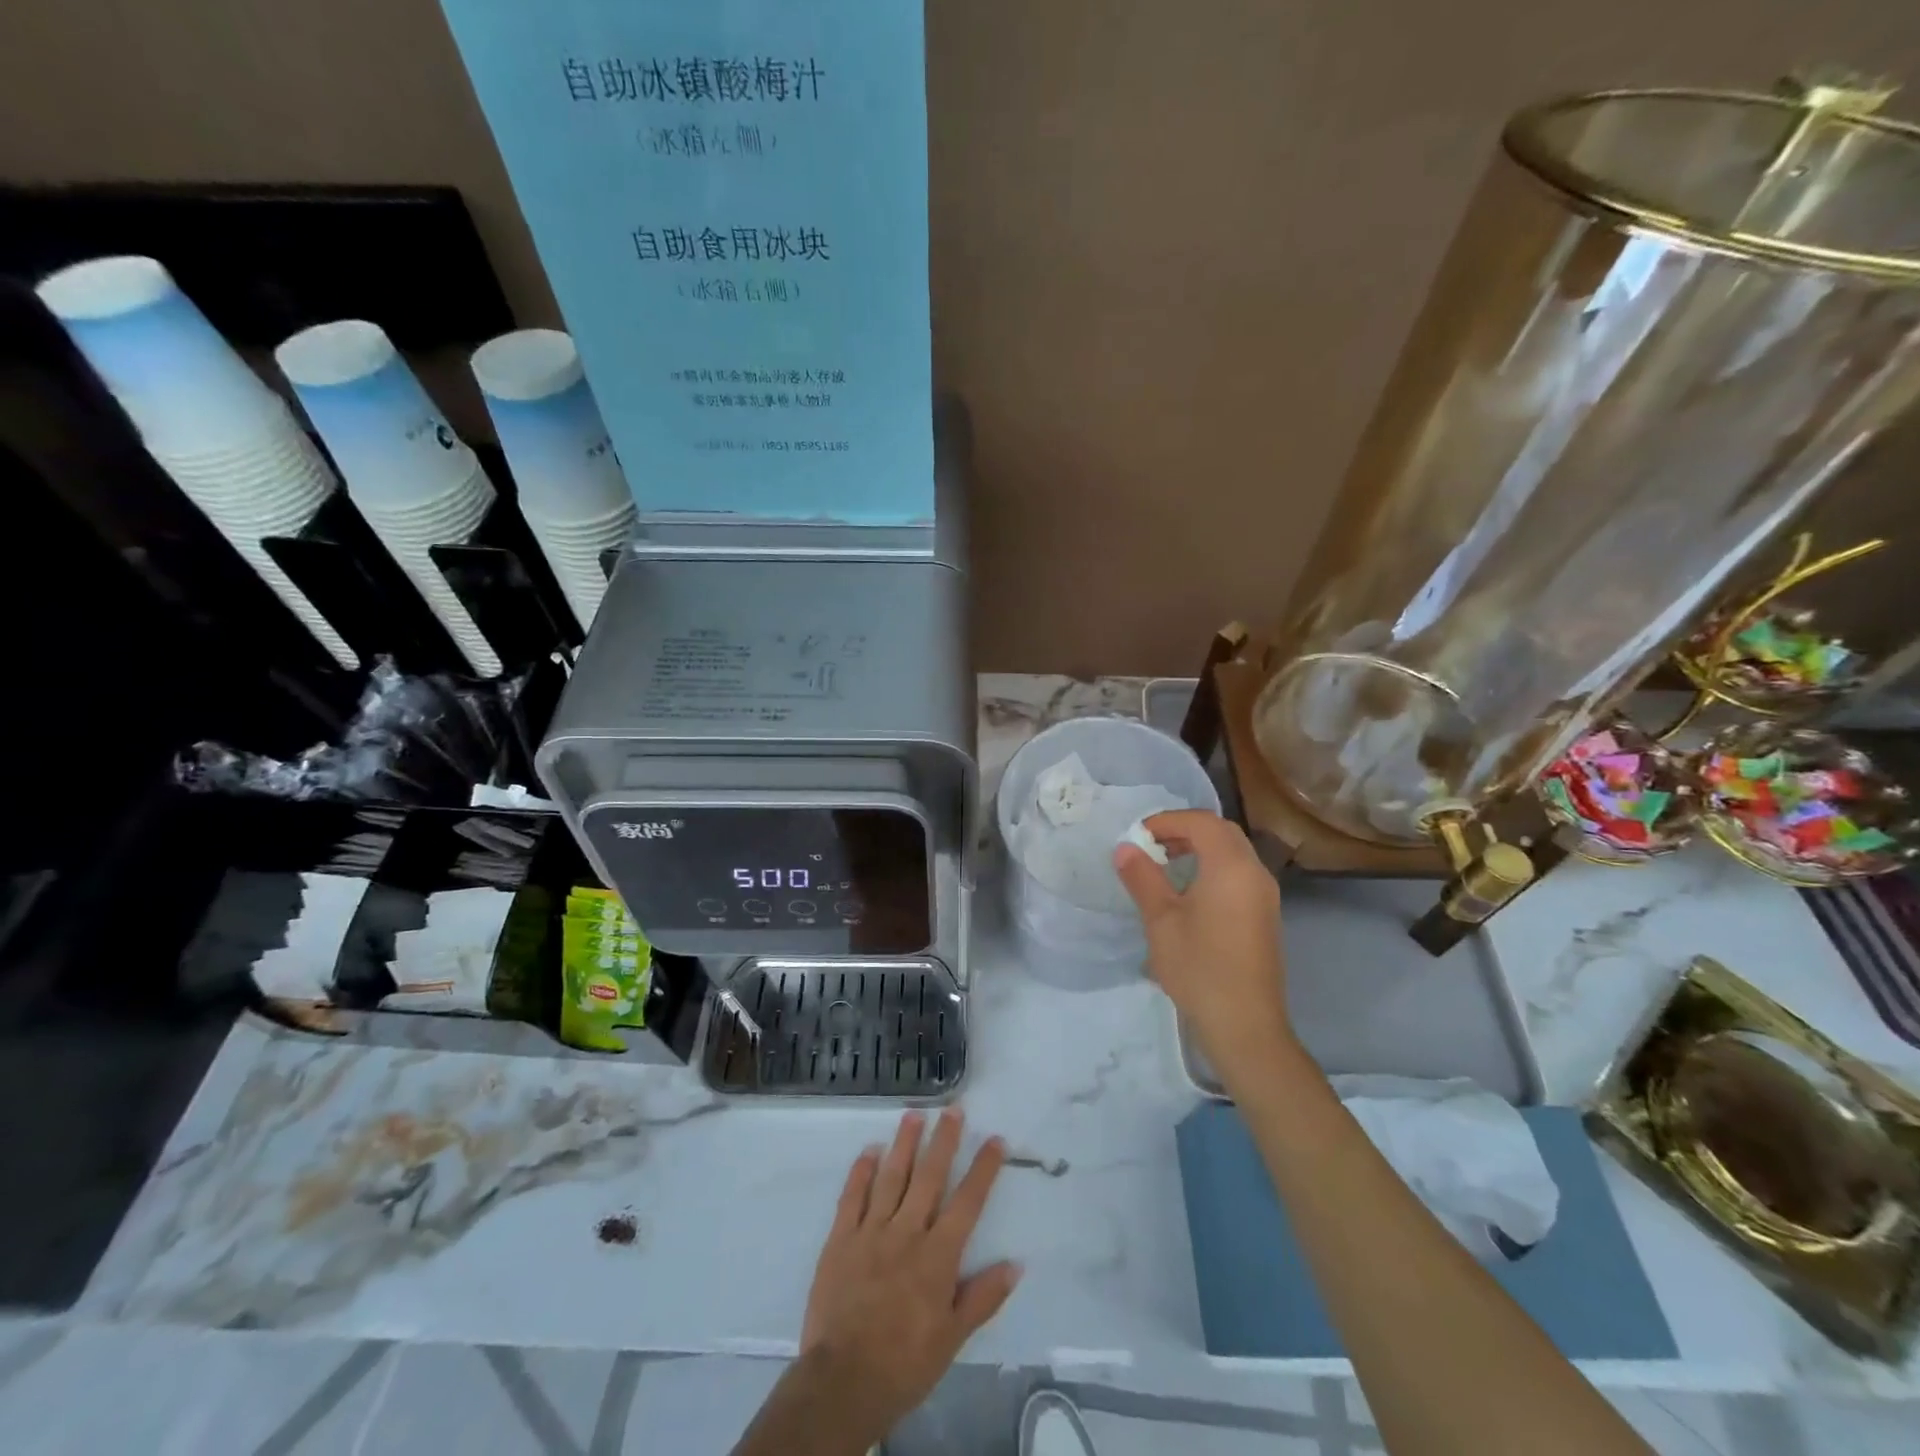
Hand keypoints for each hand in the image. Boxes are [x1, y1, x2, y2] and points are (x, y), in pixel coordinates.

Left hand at [799, 1109, 1019, 1437]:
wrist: (843, 1382)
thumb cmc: (904, 1363)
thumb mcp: (952, 1338)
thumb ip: (983, 1297)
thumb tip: (1016, 1263)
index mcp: (938, 1256)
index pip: (967, 1203)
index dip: (983, 1169)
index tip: (995, 1139)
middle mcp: (907, 1233)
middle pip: (929, 1177)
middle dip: (944, 1140)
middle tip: (952, 1109)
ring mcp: (871, 1231)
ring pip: (892, 1177)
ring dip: (904, 1143)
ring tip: (913, 1115)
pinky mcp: (841, 1238)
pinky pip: (852, 1196)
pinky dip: (862, 1171)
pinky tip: (870, 1150)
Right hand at [1114, 809, 1296, 1085]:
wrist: (1245, 1025)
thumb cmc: (1199, 968)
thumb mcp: (1161, 920)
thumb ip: (1142, 878)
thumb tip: (1125, 848)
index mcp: (1231, 867)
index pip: (1201, 822)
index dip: (1168, 821)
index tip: (1138, 835)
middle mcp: (1255, 872)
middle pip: (1222, 832)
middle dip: (1185, 830)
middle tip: (1152, 844)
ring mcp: (1265, 895)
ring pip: (1234, 852)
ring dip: (1201, 848)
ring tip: (1166, 864)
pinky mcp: (1265, 915)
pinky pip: (1240, 873)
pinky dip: (1214, 867)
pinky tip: (1190, 892)